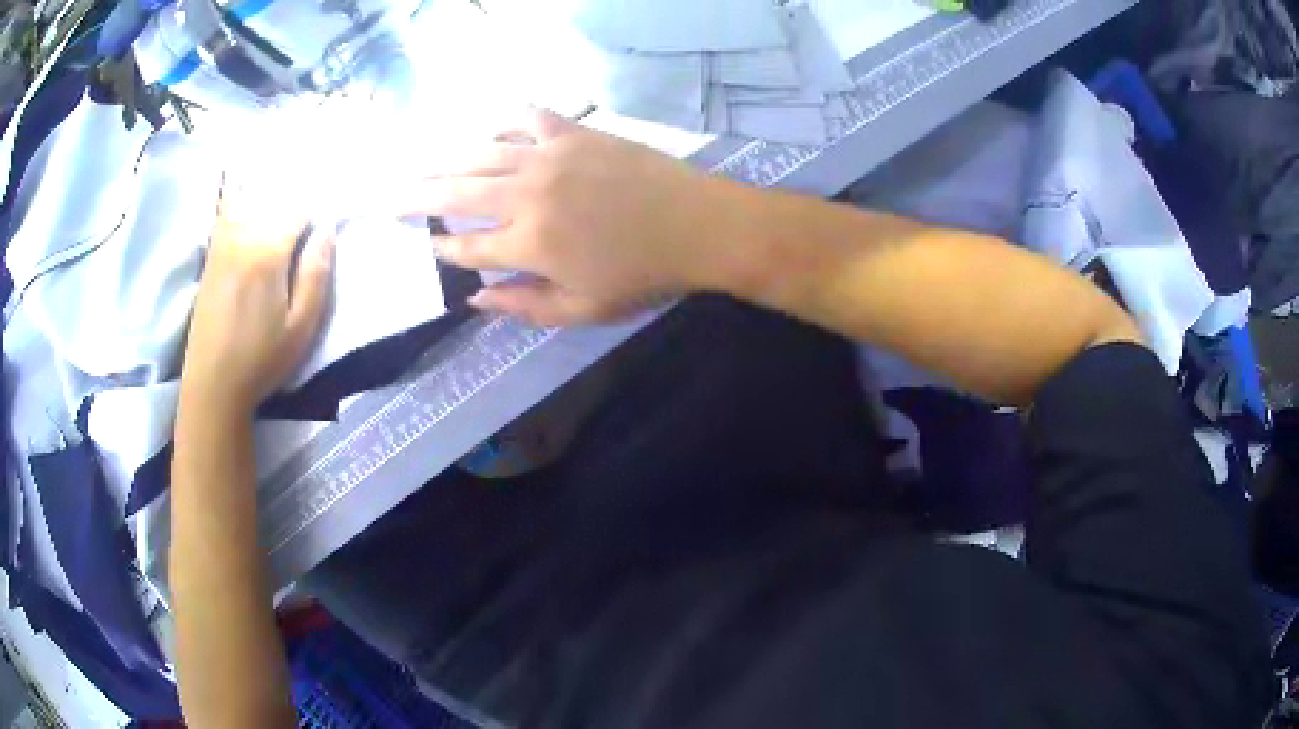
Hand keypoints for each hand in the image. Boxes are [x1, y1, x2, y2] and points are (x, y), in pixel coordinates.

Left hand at [181, 177, 334, 418]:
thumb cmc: (261, 361)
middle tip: (313, 182)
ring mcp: (222, 241)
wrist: (212, 384)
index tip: (334, 198)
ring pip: (249, 194)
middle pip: (274, 193)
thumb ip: (316, 274)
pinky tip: (246, 185)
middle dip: (296, 185)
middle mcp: (242, 236)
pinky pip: (227, 209)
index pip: (299, 206)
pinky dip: (239, 191)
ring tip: (287, 181)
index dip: (320, 199)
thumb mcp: (301, 328)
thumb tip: (327, 228)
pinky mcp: (211, 253)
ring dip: (269, 183)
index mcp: (268, 253)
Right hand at [409, 110, 744, 325]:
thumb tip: (474, 301)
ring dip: (442, 160)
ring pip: (479, 155)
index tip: (423, 246)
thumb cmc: (643, 274)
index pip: (465, 248)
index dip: (440, 248)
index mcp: (528, 245)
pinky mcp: (573, 133)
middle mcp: (526, 196)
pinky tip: (487, 130)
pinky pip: (526, 120)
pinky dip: (502, 124)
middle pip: (455, 194)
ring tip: (415, 164)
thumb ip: (523, 307)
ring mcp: (548, 157)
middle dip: (417, 199)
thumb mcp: (583, 310)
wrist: (698, 225)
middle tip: (390, 199)